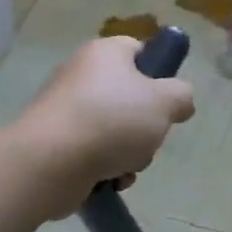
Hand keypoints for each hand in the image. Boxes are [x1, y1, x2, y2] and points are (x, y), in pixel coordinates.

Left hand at [16, 37, 194, 207]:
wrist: (50, 162)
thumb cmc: (112, 120)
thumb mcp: (165, 102)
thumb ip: (181, 96)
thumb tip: (179, 101)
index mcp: (106, 53)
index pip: (139, 50)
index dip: (158, 73)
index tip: (167, 99)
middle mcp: (82, 74)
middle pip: (130, 97)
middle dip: (146, 125)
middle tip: (149, 137)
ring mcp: (65, 109)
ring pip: (115, 129)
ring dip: (130, 152)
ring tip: (126, 166)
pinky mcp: (55, 142)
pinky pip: (93, 152)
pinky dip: (106, 168)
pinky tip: (110, 181)